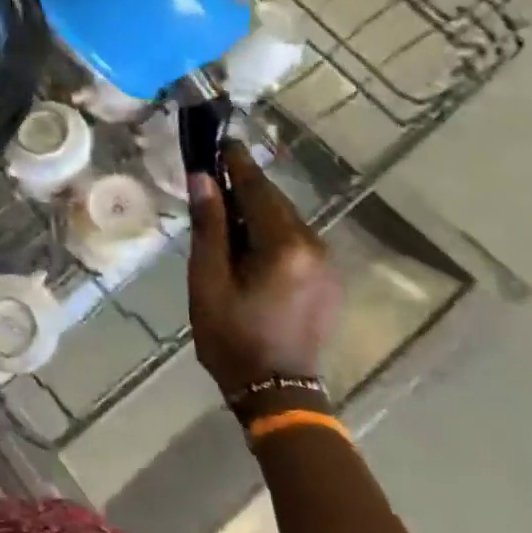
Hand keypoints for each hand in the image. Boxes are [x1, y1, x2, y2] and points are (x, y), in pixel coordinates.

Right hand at [187, 144, 342, 393]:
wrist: (276, 392)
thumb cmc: (232, 335)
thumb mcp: (208, 278)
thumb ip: (210, 225)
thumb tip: (203, 178)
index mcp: (285, 245)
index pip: (257, 190)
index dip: (236, 164)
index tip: (220, 141)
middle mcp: (315, 247)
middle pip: (274, 203)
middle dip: (244, 187)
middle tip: (212, 175)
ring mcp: (327, 266)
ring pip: (285, 222)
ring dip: (256, 211)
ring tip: (224, 212)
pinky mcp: (328, 282)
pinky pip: (295, 242)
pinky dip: (270, 233)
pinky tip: (248, 244)